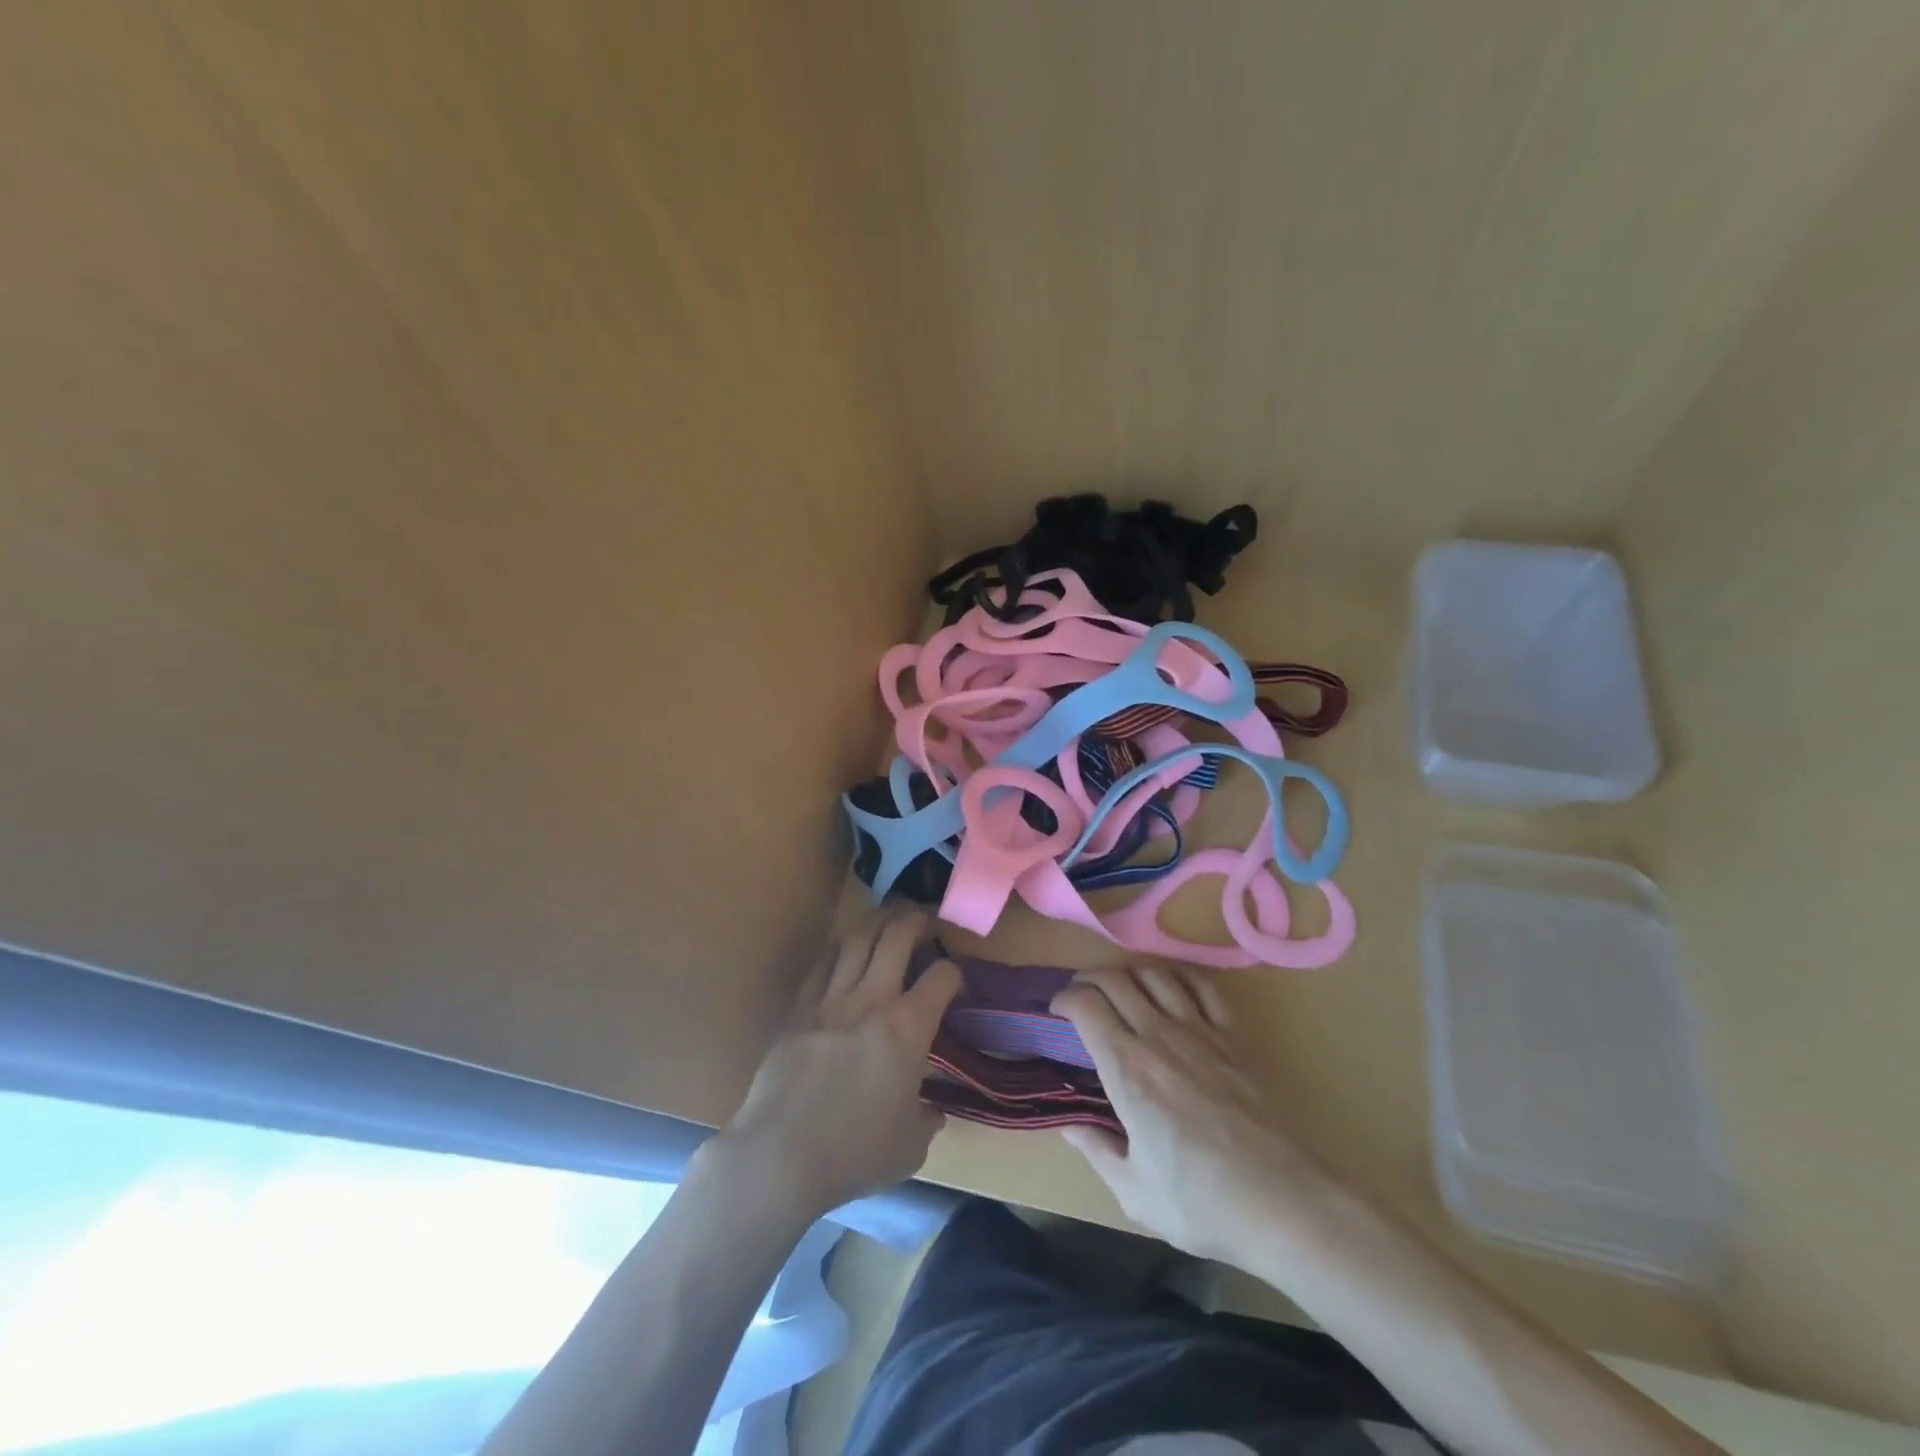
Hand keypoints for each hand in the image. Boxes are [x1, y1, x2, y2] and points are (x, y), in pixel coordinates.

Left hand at [709, 913, 960, 1219]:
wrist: (781, 1155)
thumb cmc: (854, 1153)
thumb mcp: (910, 1147)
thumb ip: (926, 1121)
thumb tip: (932, 1113)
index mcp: (908, 1028)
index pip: (942, 977)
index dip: (955, 973)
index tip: (954, 983)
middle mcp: (871, 1000)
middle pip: (896, 937)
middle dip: (915, 921)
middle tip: (923, 920)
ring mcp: (830, 1000)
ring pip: (856, 940)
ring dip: (876, 922)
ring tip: (886, 919)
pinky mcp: (798, 1009)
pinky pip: (822, 965)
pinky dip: (838, 949)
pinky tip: (844, 949)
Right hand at [1052, 964, 1326, 1261]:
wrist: (1286, 1202)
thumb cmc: (1204, 1202)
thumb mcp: (1135, 1193)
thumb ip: (1097, 1151)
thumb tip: (1070, 1126)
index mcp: (1127, 1070)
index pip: (1086, 1006)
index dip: (1065, 999)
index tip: (1057, 1010)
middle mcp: (1159, 1036)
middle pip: (1116, 980)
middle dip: (1089, 979)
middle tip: (1081, 995)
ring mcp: (1201, 1031)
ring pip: (1156, 975)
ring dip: (1131, 973)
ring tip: (1123, 989)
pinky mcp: (1235, 1036)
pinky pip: (1203, 986)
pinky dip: (1180, 977)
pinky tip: (1173, 988)